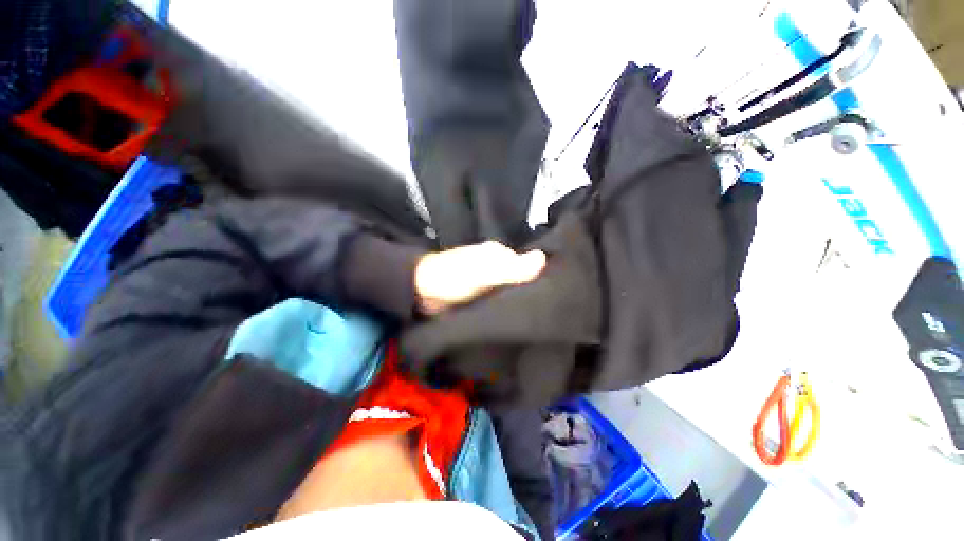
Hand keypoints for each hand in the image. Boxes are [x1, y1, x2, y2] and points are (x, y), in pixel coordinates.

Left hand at [415, 241, 546, 313]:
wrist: (421, 294)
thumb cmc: (452, 278)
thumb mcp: (483, 273)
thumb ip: (511, 269)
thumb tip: (543, 258)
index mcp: (499, 253)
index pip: (529, 264)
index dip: (542, 277)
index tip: (554, 295)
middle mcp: (497, 264)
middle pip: (522, 278)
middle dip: (532, 291)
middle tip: (546, 311)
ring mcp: (489, 279)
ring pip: (512, 289)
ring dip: (520, 300)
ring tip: (537, 317)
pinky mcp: (483, 294)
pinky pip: (502, 299)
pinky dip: (508, 306)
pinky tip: (518, 318)